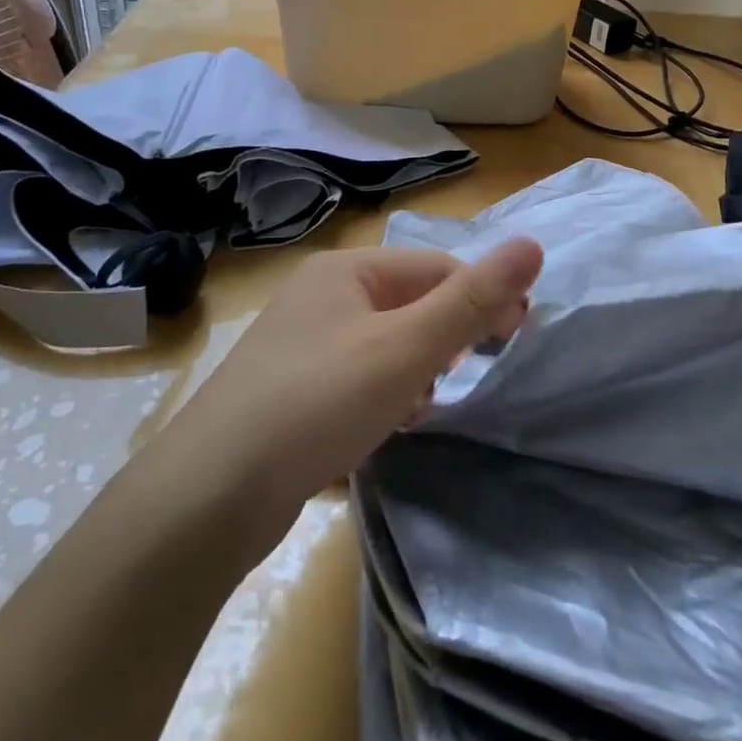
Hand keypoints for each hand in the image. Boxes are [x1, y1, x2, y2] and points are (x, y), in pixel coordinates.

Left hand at [162, 238, 544, 544]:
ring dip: (415, 368)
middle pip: (408, 302)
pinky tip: (386, 425)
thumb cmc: (318, 403)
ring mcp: (300, 343)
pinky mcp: (289, 388)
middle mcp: (320, 295)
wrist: (210, 495)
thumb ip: (471, 300)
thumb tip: (531, 245)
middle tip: (463, 377)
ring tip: (421, 407)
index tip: (515, 337)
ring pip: (384, 342)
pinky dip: (382, 393)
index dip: (480, 297)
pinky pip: (356, 375)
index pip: (434, 267)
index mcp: (345, 270)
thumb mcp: (406, 349)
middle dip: (444, 337)